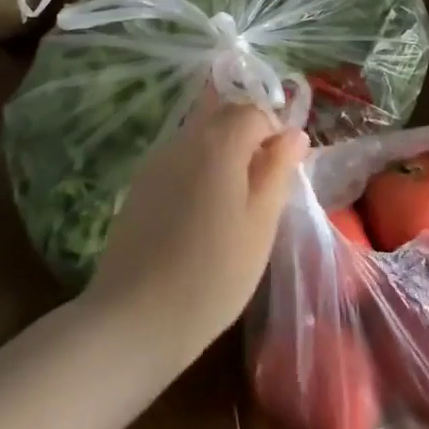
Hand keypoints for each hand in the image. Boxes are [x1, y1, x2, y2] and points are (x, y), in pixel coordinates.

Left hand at [84, 86, 307, 368]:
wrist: (135, 318)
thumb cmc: (213, 273)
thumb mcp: (261, 224)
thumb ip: (278, 170)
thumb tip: (294, 134)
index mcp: (219, 141)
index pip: (255, 110)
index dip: (276, 133)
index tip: (283, 172)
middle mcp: (185, 138)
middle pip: (223, 112)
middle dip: (249, 134)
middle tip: (262, 183)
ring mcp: (157, 160)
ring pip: (199, 134)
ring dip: (223, 150)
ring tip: (234, 200)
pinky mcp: (140, 184)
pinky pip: (179, 158)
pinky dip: (199, 168)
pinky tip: (202, 212)